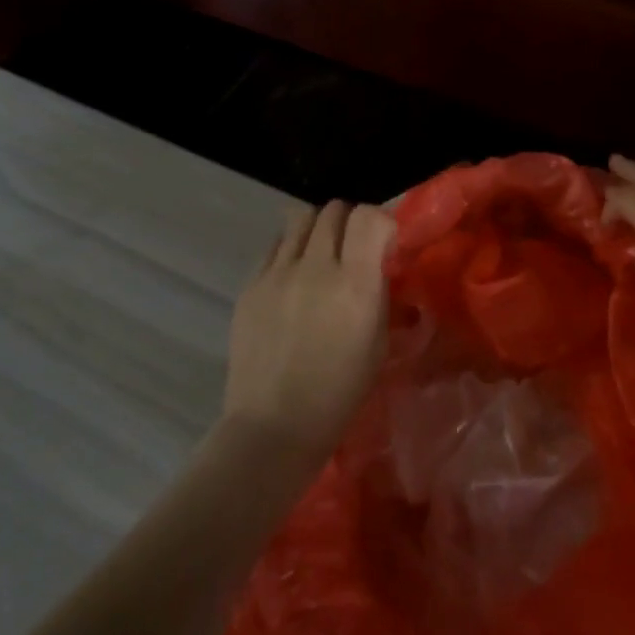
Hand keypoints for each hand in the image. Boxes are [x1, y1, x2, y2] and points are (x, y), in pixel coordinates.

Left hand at [221, 200, 393, 465]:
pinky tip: (294, 277)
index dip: (380, 221)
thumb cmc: (339, 392)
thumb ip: (377, 292)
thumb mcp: (378, 342)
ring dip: (318, 227)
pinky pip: (275, 245)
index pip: (369, 217)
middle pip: (334, 209)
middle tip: (353, 246)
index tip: (384, 242)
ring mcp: (277, 273)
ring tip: (321, 253)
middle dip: (350, 221)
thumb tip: (376, 263)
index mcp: (354, 283)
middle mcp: (314, 267)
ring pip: (300, 217)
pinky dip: (291, 248)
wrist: (274, 425)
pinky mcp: (250, 284)